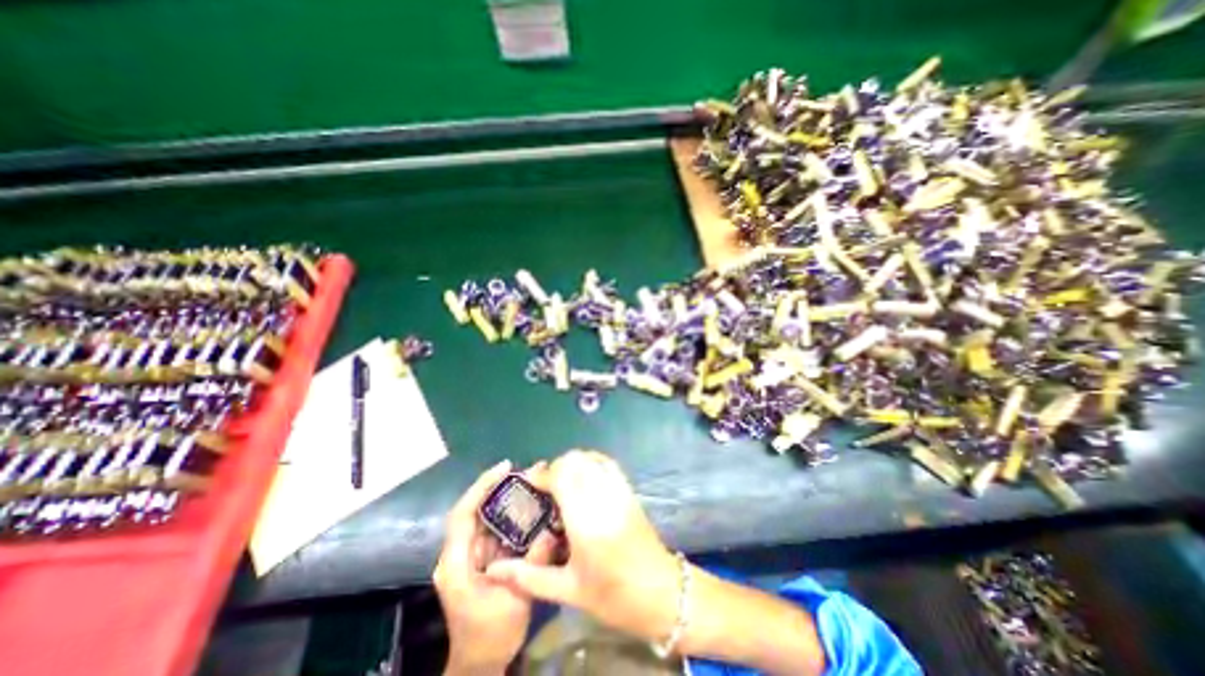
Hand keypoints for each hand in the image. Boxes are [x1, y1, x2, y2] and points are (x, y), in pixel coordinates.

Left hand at [434, 459, 553, 674]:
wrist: (480, 663)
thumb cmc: (491, 635)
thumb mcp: (514, 600)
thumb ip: (531, 562)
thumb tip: (550, 529)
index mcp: (457, 563)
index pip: (463, 513)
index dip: (482, 487)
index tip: (505, 467)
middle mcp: (460, 553)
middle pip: (476, 509)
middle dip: (499, 487)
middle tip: (527, 472)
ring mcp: (470, 555)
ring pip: (487, 517)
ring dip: (507, 499)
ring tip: (533, 482)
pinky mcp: (482, 558)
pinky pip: (496, 529)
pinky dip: (512, 516)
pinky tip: (531, 507)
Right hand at [485, 453, 686, 642]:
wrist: (659, 591)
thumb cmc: (612, 595)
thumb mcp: (568, 590)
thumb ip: (528, 577)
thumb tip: (493, 570)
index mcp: (585, 521)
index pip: (562, 477)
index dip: (543, 475)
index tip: (530, 485)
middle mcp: (603, 497)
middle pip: (574, 461)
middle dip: (555, 468)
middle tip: (545, 488)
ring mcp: (618, 489)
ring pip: (590, 457)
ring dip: (572, 464)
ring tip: (562, 483)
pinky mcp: (629, 489)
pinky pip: (606, 462)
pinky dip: (590, 462)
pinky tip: (583, 477)